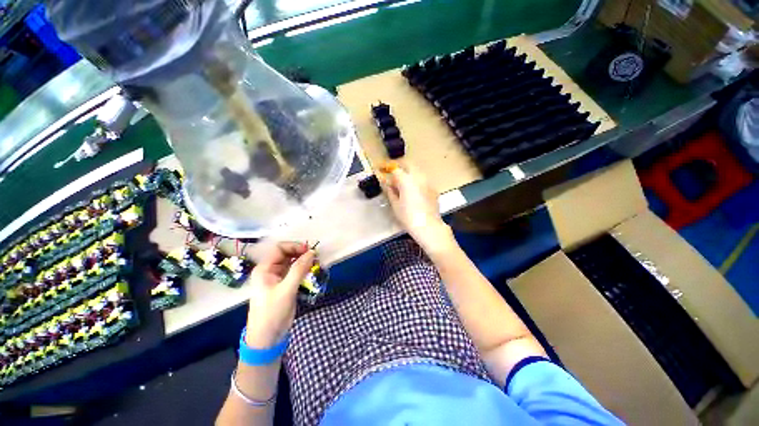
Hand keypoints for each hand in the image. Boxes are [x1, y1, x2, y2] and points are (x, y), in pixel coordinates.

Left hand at [245, 242, 314, 348]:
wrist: (268, 337)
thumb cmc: (272, 312)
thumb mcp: (286, 290)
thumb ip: (299, 269)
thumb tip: (312, 252)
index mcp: (265, 269)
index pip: (279, 249)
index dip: (294, 246)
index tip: (309, 250)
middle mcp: (270, 270)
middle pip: (286, 254)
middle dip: (301, 253)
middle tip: (315, 256)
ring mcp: (278, 277)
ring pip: (292, 262)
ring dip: (304, 261)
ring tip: (316, 263)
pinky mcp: (285, 284)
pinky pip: (295, 271)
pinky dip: (304, 269)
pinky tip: (312, 270)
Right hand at [380, 163, 454, 250]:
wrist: (429, 226)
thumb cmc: (408, 217)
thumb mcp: (395, 205)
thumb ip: (391, 192)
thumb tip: (388, 185)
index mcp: (406, 180)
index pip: (395, 169)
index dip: (387, 168)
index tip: (381, 169)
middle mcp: (418, 177)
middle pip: (408, 165)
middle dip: (400, 166)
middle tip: (393, 173)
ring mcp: (428, 182)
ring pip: (417, 171)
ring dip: (409, 173)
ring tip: (403, 182)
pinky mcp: (433, 189)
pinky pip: (423, 180)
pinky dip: (417, 181)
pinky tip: (414, 190)